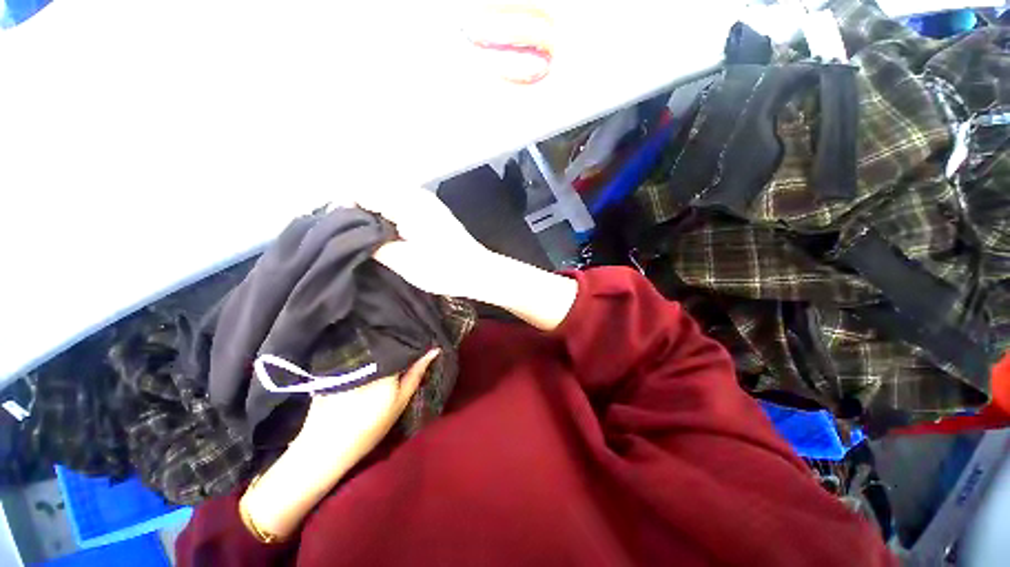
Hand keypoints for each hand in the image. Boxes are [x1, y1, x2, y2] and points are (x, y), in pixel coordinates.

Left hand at [240, 349, 440, 540]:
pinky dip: (370, 348)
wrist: (325, 446)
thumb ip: (417, 372)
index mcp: (383, 362)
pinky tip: (377, 351)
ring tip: (398, 341)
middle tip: (414, 337)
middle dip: (401, 337)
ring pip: (374, 342)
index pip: (403, 340)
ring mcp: (350, 357)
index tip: (425, 336)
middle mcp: (366, 354)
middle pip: (387, 339)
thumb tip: (434, 349)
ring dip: (385, 341)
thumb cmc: (370, 426)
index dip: (414, 337)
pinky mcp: (337, 362)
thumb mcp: (400, 401)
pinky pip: (360, 348)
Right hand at [355, 188, 492, 297]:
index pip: (363, 191)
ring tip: (364, 234)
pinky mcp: (432, 210)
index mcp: (407, 203)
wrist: (478, 271)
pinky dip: (388, 213)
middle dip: (357, 207)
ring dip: (373, 210)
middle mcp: (416, 195)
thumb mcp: (404, 261)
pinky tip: (385, 231)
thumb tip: (354, 236)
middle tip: (347, 233)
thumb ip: (374, 245)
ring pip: (387, 195)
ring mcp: (426, 201)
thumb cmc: (444, 268)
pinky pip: (401, 203)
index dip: (344, 207)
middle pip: (374, 189)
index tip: (336, 228)